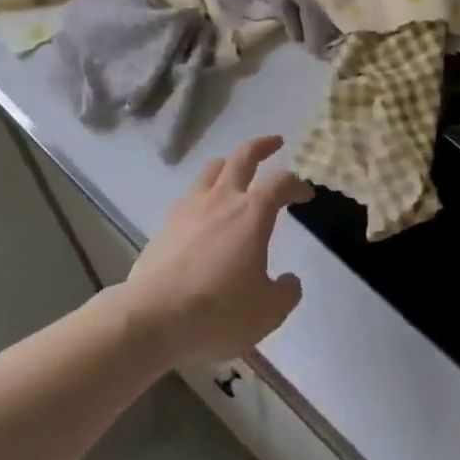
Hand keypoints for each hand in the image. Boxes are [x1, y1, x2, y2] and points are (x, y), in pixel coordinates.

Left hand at [122, 136, 311, 364]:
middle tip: (274, 142)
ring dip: (229, 163)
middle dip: (262, 146)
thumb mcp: (267, 312)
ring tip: (234, 168)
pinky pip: (190, 196)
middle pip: (244, 157)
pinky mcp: (166, 224)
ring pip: (212, 170)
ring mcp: (190, 208)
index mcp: (252, 212)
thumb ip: (286, 292)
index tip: (305, 195)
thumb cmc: (218, 310)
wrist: (153, 318)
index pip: (281, 182)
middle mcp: (222, 199)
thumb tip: (290, 280)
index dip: (296, 185)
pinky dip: (203, 194)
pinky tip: (203, 211)